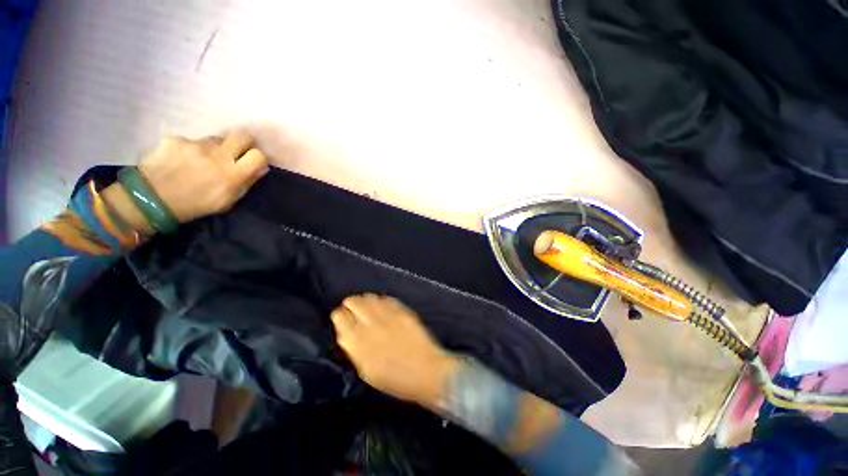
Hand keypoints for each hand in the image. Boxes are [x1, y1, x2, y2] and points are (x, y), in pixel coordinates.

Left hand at [102, 132, 268, 235]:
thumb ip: (246, 182)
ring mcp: (195, 145)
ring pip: (216, 139)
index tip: (253, 162)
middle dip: (243, 143)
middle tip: (237, 152)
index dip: (258, 157)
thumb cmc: (194, 205)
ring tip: (203, 159)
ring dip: (216, 147)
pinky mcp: (176, 139)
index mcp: (232, 174)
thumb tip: (260, 168)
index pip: (258, 155)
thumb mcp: (227, 200)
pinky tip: (182, 160)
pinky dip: (191, 149)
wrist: (149, 199)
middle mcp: (217, 155)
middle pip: (242, 136)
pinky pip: (192, 141)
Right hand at [331, 294, 460, 408]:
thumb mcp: (367, 371)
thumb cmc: (396, 379)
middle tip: (353, 308)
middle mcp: (370, 325)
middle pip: (353, 302)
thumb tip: (346, 334)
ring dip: (365, 300)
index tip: (341, 316)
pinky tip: (382, 306)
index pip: (340, 317)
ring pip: (369, 297)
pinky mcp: (402, 310)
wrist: (427, 371)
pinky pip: (386, 298)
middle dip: (351, 304)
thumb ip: (355, 350)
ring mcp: (388, 315)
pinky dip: (381, 300)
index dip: (339, 315)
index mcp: (358, 343)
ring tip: (367, 305)